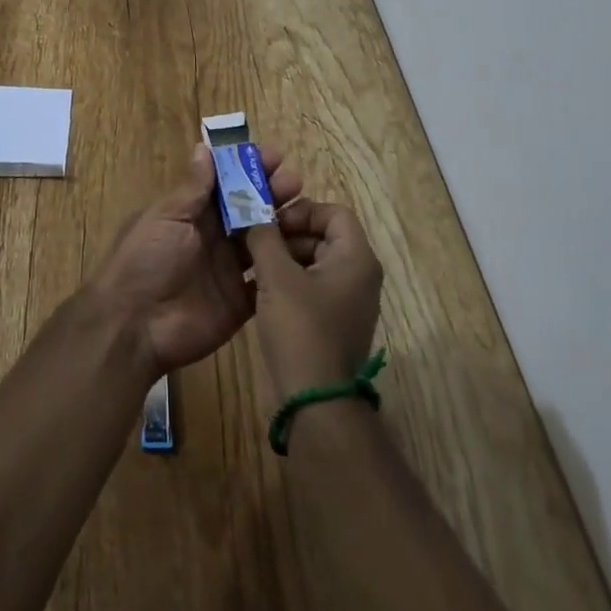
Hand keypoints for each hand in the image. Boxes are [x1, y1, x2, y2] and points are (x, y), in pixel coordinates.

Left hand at [91, 143, 303, 378]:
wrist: (135, 326)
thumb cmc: (145, 260)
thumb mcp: (166, 217)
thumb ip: (193, 188)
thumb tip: (205, 147)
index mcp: (191, 214)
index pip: (226, 185)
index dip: (248, 169)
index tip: (275, 155)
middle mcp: (213, 238)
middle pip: (247, 210)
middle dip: (271, 193)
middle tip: (296, 180)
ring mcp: (228, 270)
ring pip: (262, 241)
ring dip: (283, 225)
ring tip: (308, 209)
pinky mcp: (240, 302)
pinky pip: (268, 280)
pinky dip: (285, 266)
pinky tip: (309, 251)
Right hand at [244, 198, 383, 398]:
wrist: (316, 401)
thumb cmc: (301, 329)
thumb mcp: (276, 276)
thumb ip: (263, 236)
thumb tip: (251, 209)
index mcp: (356, 258)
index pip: (333, 212)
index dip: (302, 210)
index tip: (271, 223)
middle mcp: (360, 275)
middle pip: (323, 234)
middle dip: (287, 234)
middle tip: (255, 241)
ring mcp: (349, 300)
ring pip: (315, 260)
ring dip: (284, 257)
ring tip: (252, 265)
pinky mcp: (336, 320)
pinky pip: (313, 285)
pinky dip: (289, 280)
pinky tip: (261, 290)